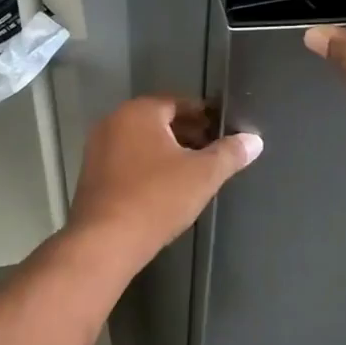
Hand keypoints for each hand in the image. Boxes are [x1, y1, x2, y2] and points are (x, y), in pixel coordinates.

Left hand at [68, 96, 262, 267]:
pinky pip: (126, 161)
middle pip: (158, 121)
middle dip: (187, 133)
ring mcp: (97, 149)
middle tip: (213, 151)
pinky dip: (147, 167)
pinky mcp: (91, 176)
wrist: (105, 241)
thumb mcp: (203, 175)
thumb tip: (254, 140)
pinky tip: (164, 188)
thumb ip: (230, 153)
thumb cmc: (157, 198)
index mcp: (139, 112)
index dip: (205, 116)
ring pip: (141, 142)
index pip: (179, 103)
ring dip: (167, 152)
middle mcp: (113, 122)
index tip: (223, 130)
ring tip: (193, 172)